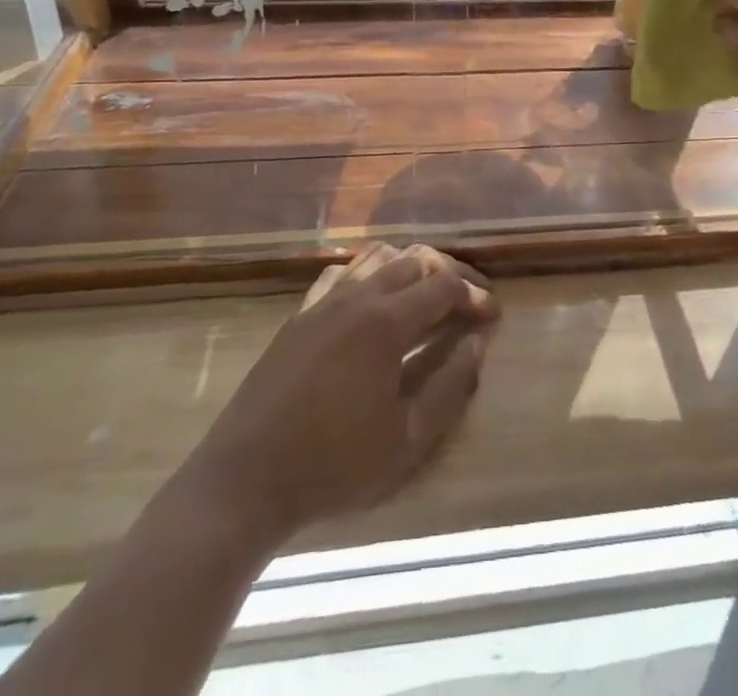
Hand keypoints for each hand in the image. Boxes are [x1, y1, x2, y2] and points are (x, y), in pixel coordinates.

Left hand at [184, 244, 498, 540]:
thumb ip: (450, 387)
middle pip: (414, 260)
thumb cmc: (333, 465)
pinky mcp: (301, 313)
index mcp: (386, 322)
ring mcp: (325, 300)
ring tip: (429, 292)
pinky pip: (343, 271)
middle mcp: (358, 296)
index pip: (443, 285)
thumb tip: (478, 344)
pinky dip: (370, 271)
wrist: (245, 479)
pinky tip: (375, 296)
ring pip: (378, 256)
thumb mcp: (406, 441)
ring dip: (411, 266)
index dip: (473, 295)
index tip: (492, 315)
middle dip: (449, 272)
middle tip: (470, 298)